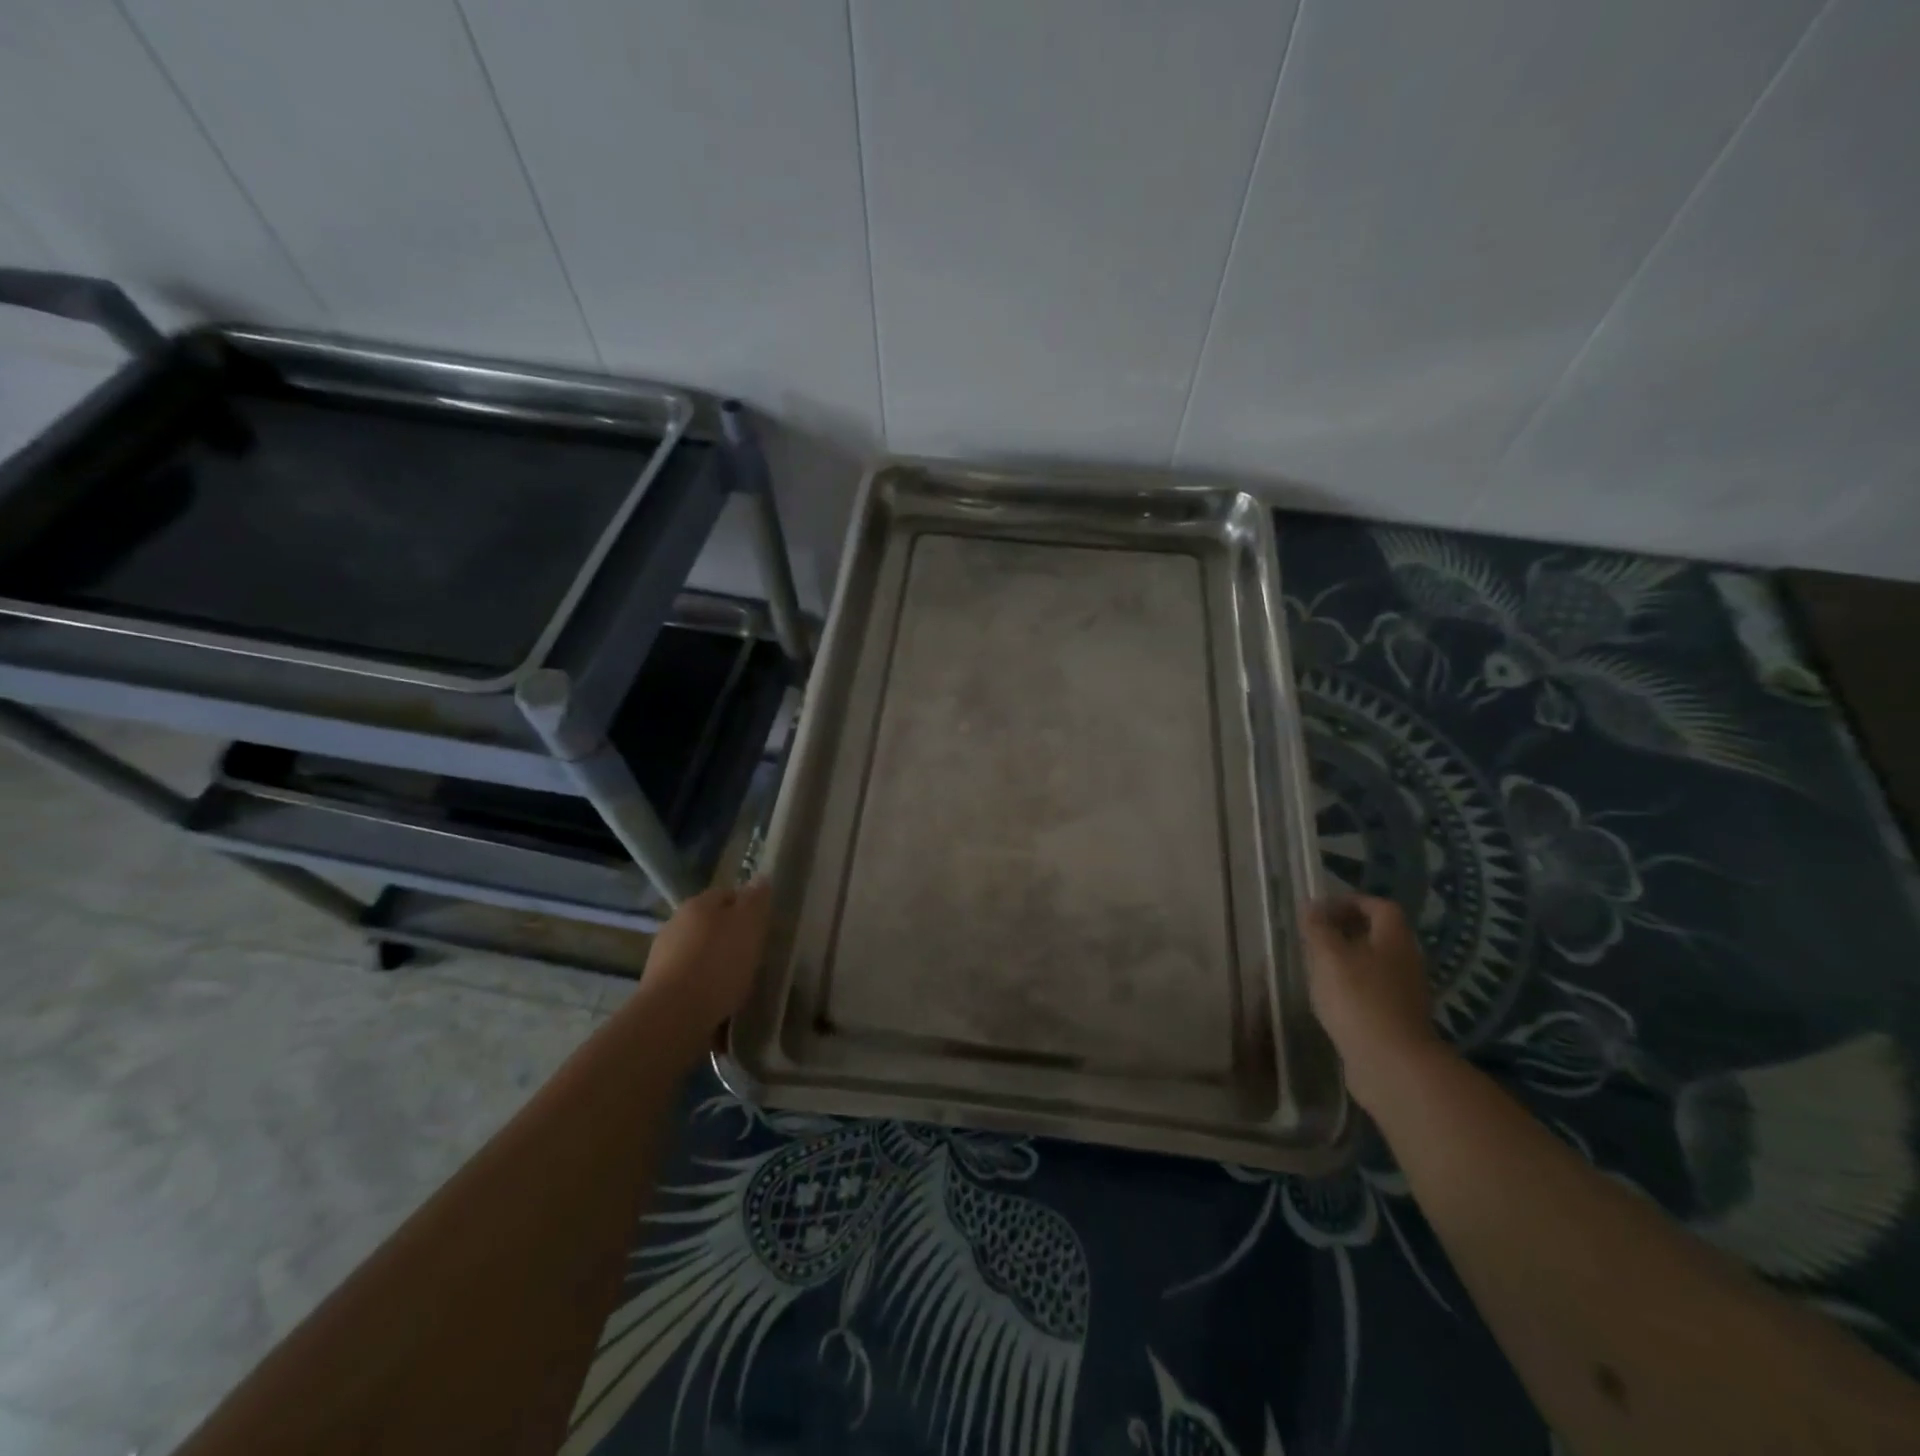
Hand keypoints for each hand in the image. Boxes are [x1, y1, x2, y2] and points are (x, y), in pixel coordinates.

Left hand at [637, 880, 771, 1055]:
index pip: (728, 894)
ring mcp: (662, 956)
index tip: (764, 928)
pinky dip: (704, 988)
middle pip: (712, 924)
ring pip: (700, 952)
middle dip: (731, 937)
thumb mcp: (749, 925)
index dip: (748, 908)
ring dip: (716, 964)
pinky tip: (718, 1004)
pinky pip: (690, 980)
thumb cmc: (718, 964)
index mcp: (698, 903)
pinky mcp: (658, 987)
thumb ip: (756, 900)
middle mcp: (675, 923)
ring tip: (737, 985)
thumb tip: (760, 878)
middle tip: (753, 957)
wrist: (673, 1016)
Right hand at [1304, 894, 1447, 1109]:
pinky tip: (1328, 998)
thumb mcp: (1328, 956)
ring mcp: (1405, 993)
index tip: (1321, 909)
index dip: (1351, 901)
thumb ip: (1318, 928)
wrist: (1392, 1065)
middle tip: (1313, 936)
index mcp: (1394, 940)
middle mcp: (1406, 962)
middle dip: (1345, 930)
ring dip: (1346, 959)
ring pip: (1374, 964)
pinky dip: (1351, 986)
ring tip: (1315, 966)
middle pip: (1378, 935)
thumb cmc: (1359, 999)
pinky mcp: (1397, 1020)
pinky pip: (1372, 990)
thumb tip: (1312, 908)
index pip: (1380, 906)